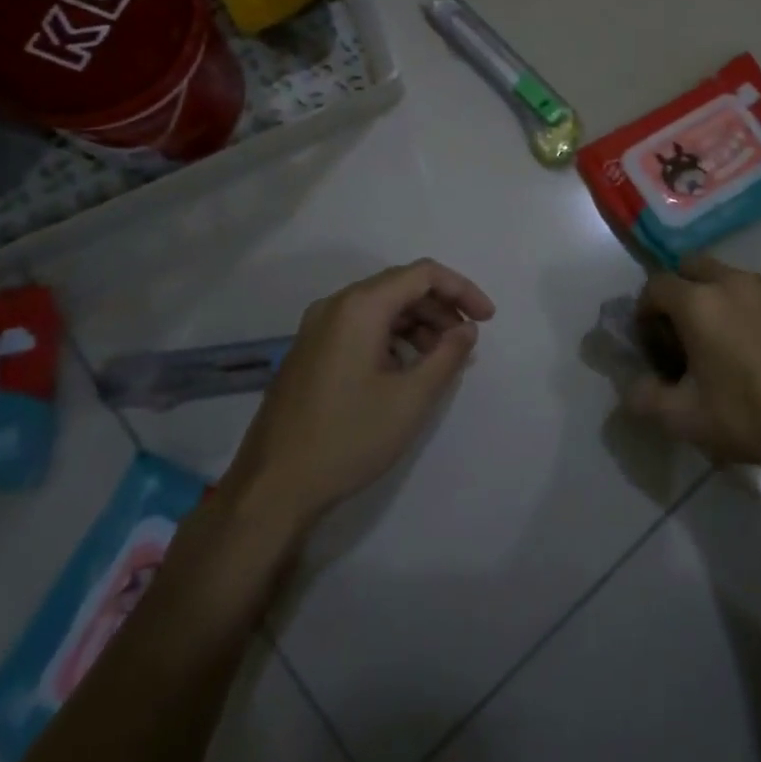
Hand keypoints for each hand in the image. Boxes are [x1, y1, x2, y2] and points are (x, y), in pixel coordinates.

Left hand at [222, 260, 495, 525]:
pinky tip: (406, 370)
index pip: (423, 274)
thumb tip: (467, 330)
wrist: (272, 487)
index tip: (488, 319)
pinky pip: (360, 327)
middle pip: (400, 287)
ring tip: (441, 360)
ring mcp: (317, 328)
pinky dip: (392, 338)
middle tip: (466, 342)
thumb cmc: (348, 438)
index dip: (462, 290)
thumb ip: (447, 356)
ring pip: (380, 308)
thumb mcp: (411, 399)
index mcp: (360, 307)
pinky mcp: (310, 351)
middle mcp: (335, 305)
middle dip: (441, 308)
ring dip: (418, 324)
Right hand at [623, 257, 760, 474]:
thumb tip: (633, 386)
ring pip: (726, 277)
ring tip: (720, 341)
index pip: (655, 286)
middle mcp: (732, 282)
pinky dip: (744, 308)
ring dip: (712, 297)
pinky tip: (754, 348)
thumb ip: (644, 397)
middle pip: (690, 267)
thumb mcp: (682, 418)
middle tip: (682, 332)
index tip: (653, 342)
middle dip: (678, 292)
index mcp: (699, 303)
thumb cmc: (747, 418)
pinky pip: (757, 293)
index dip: (645, 311)